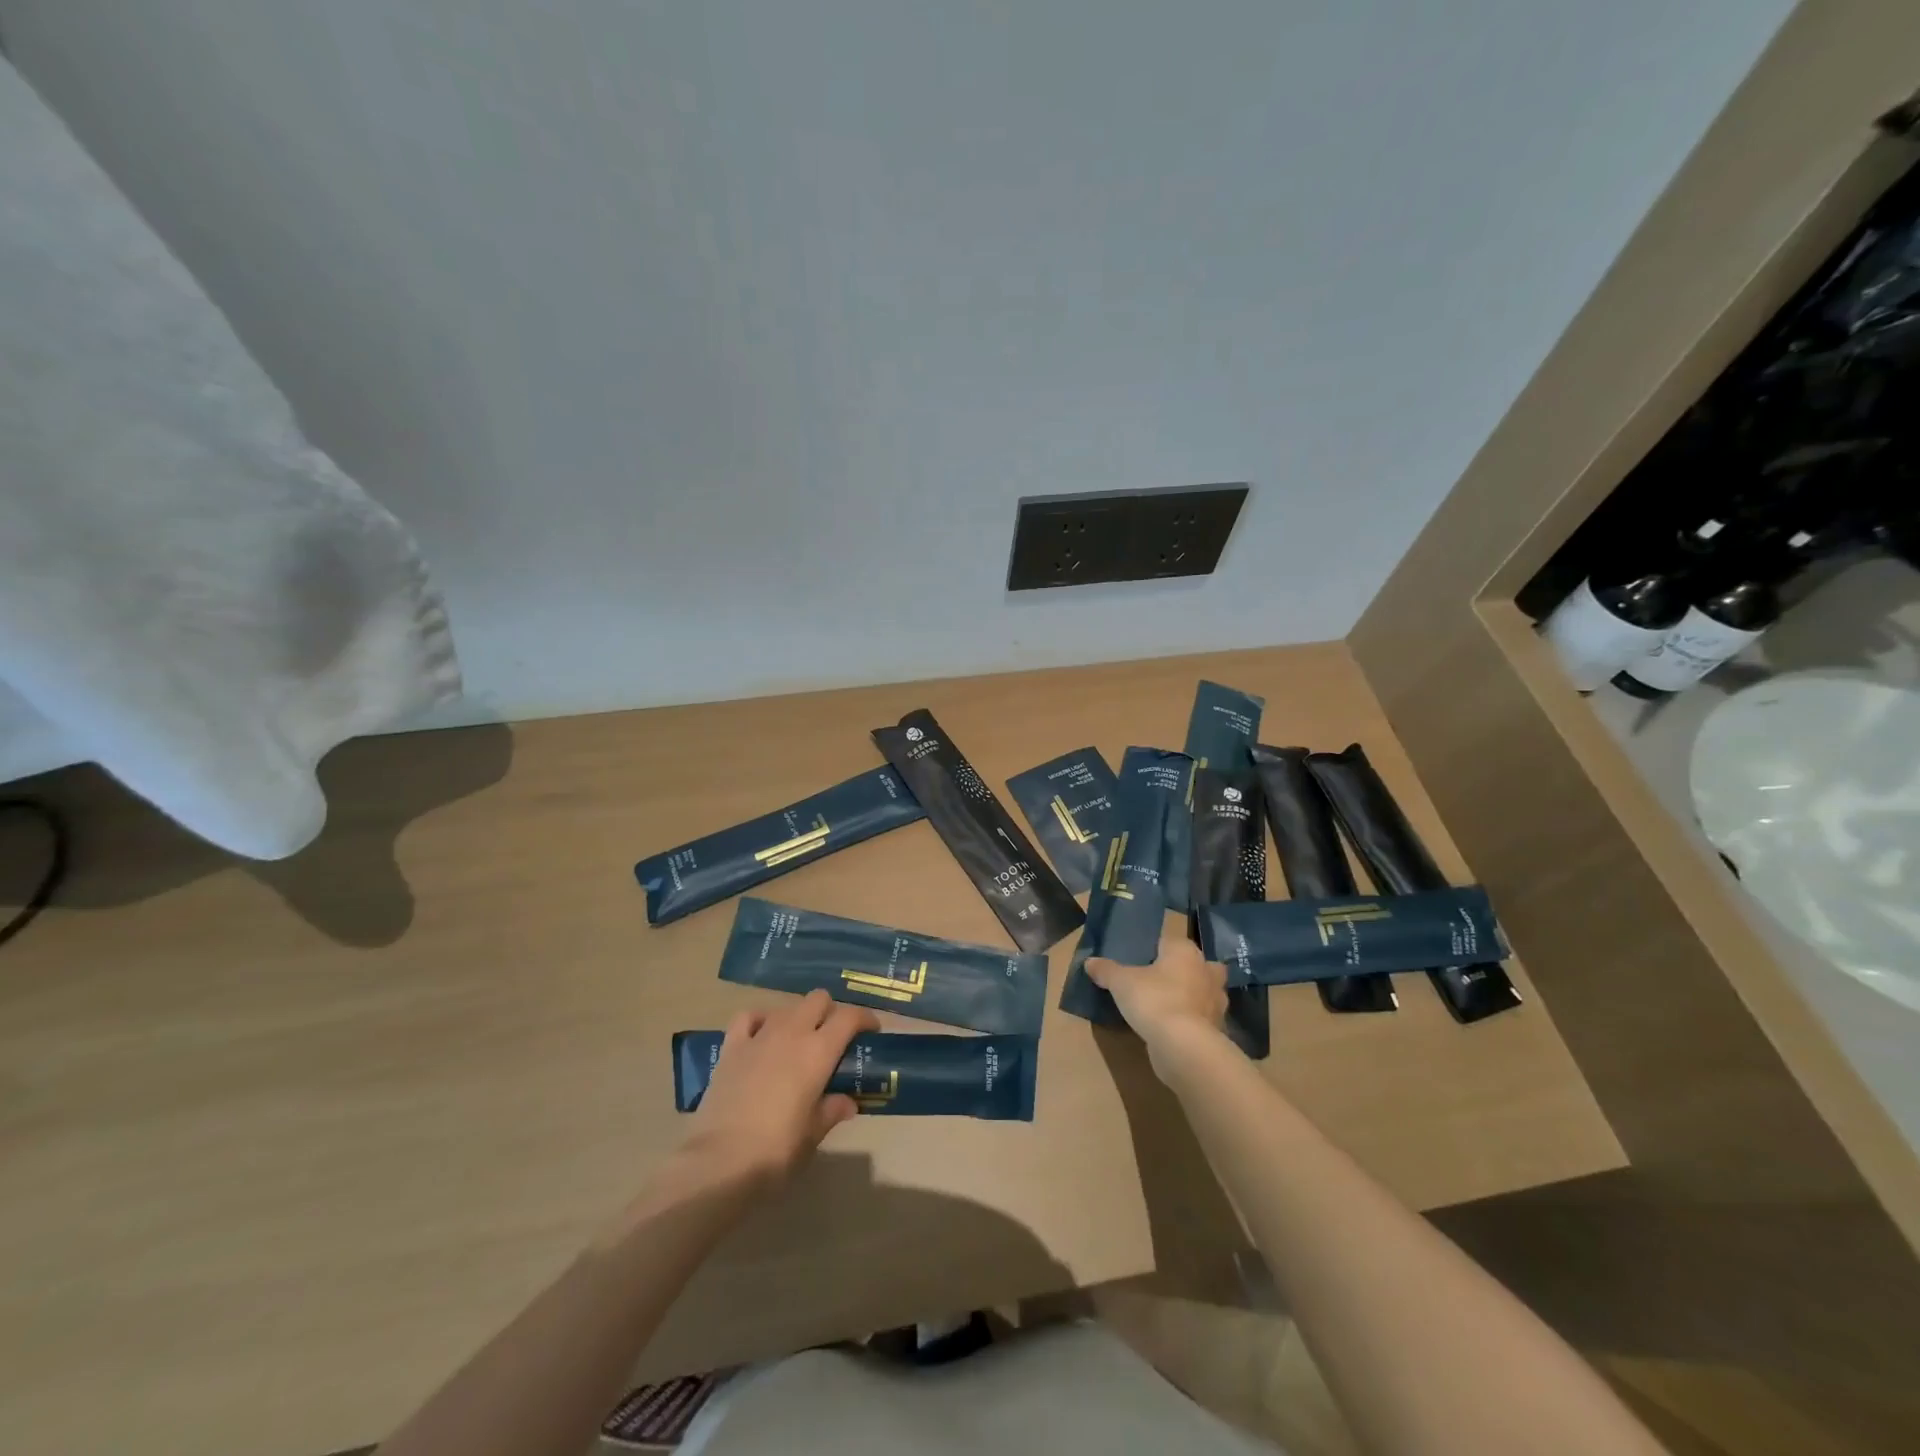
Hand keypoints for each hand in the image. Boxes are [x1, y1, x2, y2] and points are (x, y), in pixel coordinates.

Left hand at [679, 991, 878, 1190]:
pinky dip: (760, 1020)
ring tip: (799, 1042)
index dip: (864, 1018)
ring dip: (798, 1017)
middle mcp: (792, 1033)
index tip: (871, 1031)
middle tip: (834, 1037)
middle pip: (818, 999)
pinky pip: (748, 1017)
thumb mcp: (813, 1134)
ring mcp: (759, 1036)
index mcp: (818, 1051)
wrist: (719, 1162)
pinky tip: (762, 1035)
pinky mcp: (731, 1047)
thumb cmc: (776, 1151)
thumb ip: (832, 1111)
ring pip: (787, 1007)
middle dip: (830, 1011)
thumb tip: (847, 1102)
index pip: (849, 1017)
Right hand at [1086, 935, 1227, 1063]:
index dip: (1157, 949)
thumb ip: (1106, 970)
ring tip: (1168, 1006)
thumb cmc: (1154, 1000)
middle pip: (1198, 965)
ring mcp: (1216, 1002)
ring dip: (1192, 998)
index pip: (1171, 941)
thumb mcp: (1121, 982)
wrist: (1184, 1046)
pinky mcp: (1218, 1029)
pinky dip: (1193, 1022)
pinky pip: (1203, 1019)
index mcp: (1185, 951)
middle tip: (1163, 980)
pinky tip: (1174, 1029)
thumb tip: (1089, 962)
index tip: (1141, 960)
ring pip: (1205, 993)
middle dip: (1186, 971)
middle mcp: (1206, 971)